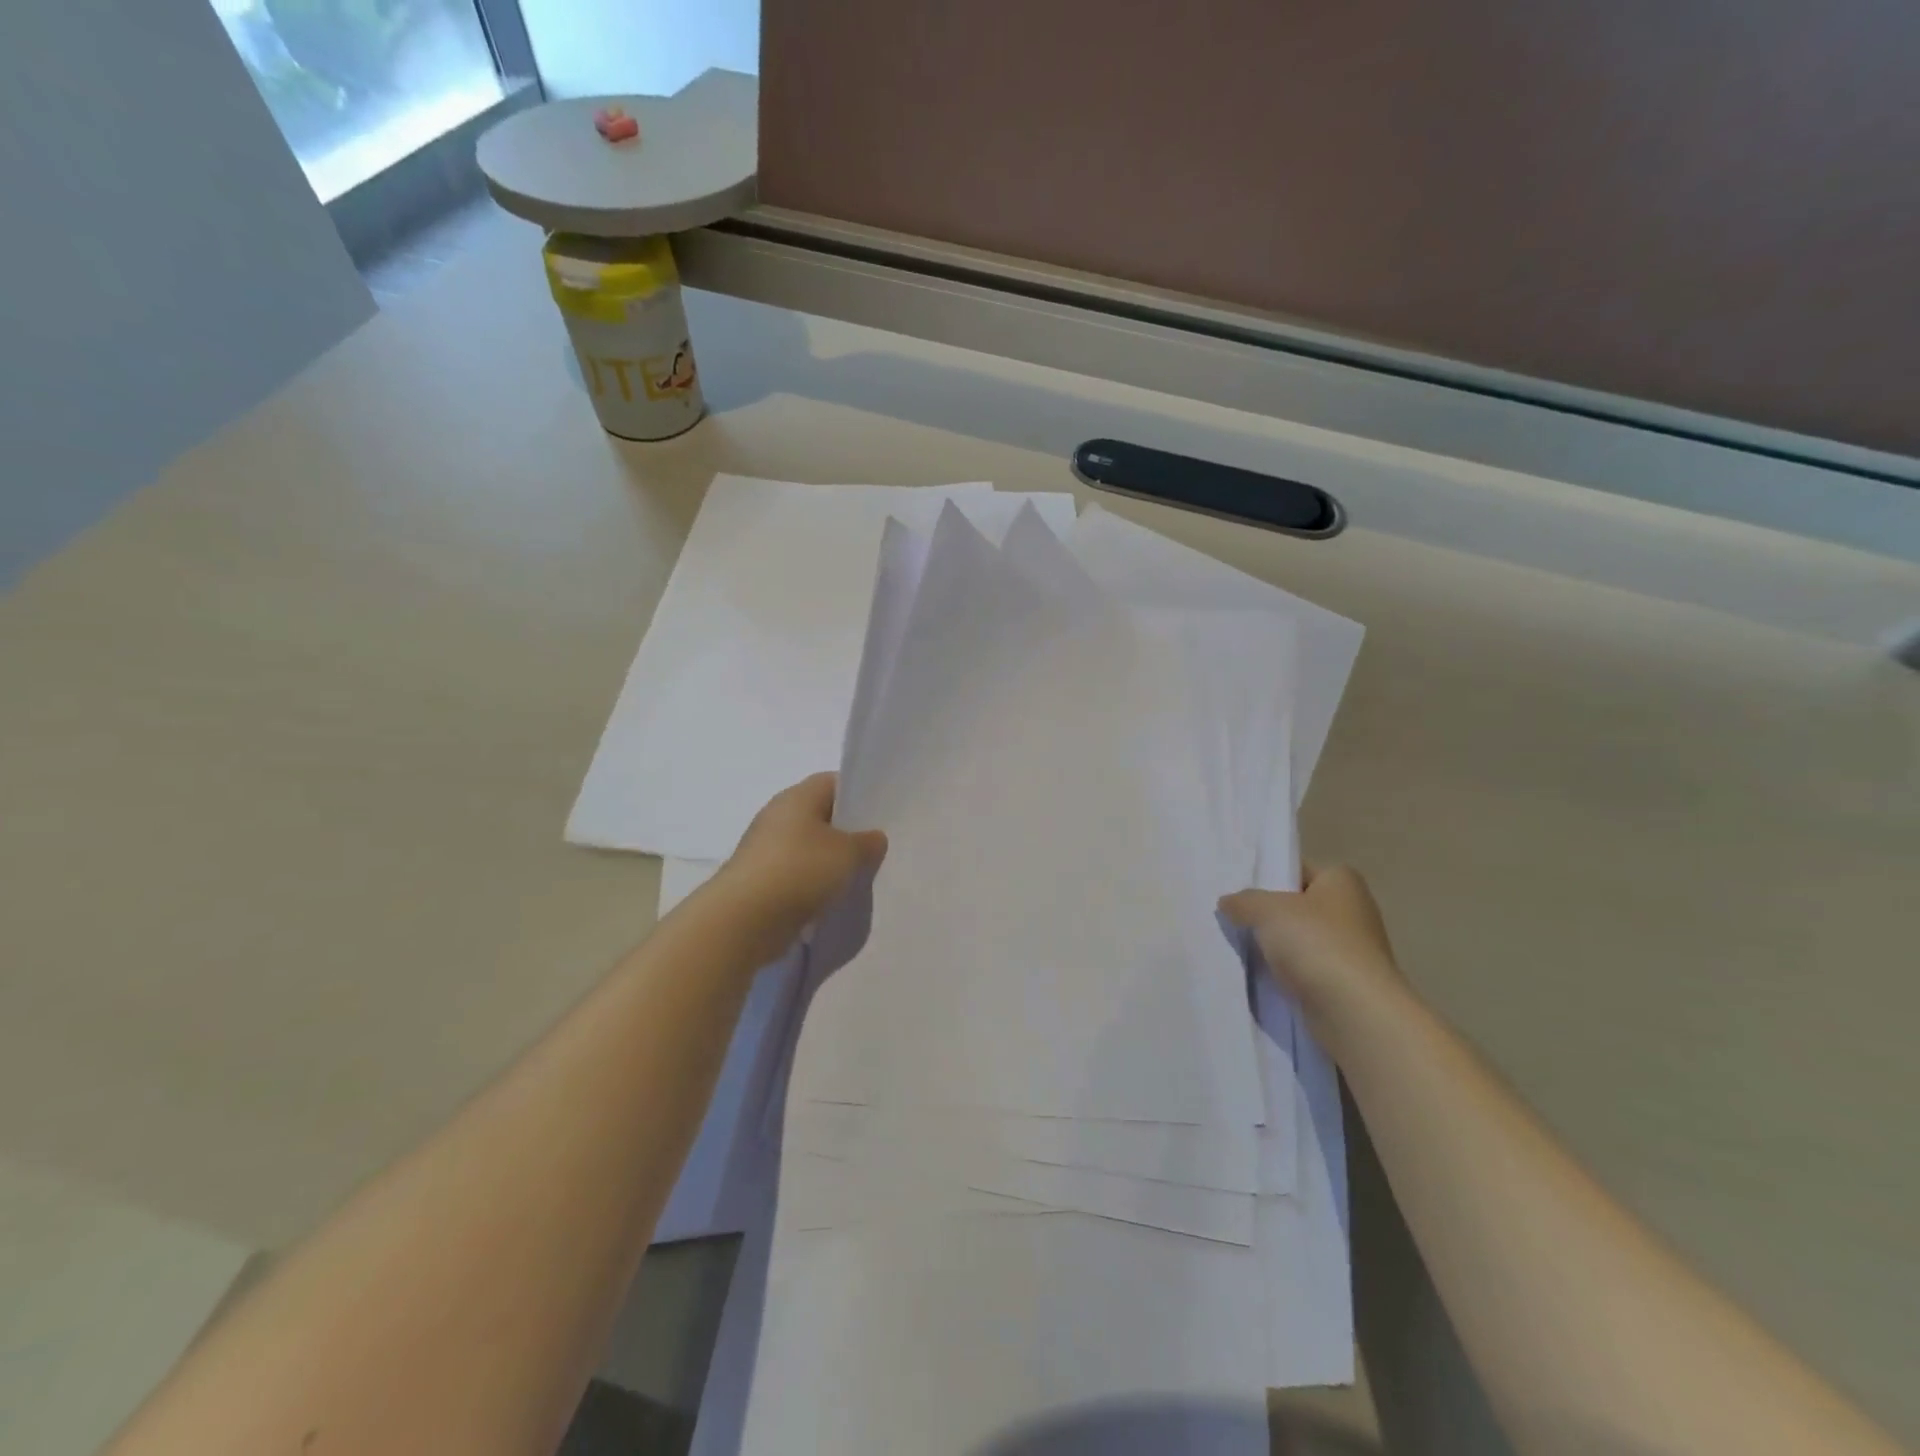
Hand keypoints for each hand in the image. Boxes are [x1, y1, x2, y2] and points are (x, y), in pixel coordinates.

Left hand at [715, 773, 887, 949]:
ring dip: (830, 860)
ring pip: (808, 847)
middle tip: (875, 848)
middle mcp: (778, 816)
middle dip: (847, 831)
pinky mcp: (760, 879)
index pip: (833, 783)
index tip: (880, 814)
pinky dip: (813, 882)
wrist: (744, 919)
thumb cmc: (800, 870)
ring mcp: (766, 848)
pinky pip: (796, 873)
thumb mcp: (848, 853)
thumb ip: (867, 842)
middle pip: (820, 815)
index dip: (858, 794)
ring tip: (858, 875)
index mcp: (797, 797)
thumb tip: (875, 837)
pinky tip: (831, 897)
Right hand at [1220, 864, 1412, 1048]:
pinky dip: (1286, 972)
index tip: (1237, 886)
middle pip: (1298, 905)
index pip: (1298, 868)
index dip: (1269, 874)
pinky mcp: (1345, 984)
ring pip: (1300, 940)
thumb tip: (1228, 902)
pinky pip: (1306, 969)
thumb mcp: (1267, 910)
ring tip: (1239, 946)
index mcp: (1342, 881)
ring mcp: (1351, 950)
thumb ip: (1244, 901)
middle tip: (1231, 916)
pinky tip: (1260, 976)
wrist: (1355, 1011)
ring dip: (1275, 946)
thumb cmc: (1316, 943)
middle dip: (1268, 913)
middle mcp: (1352, 911)